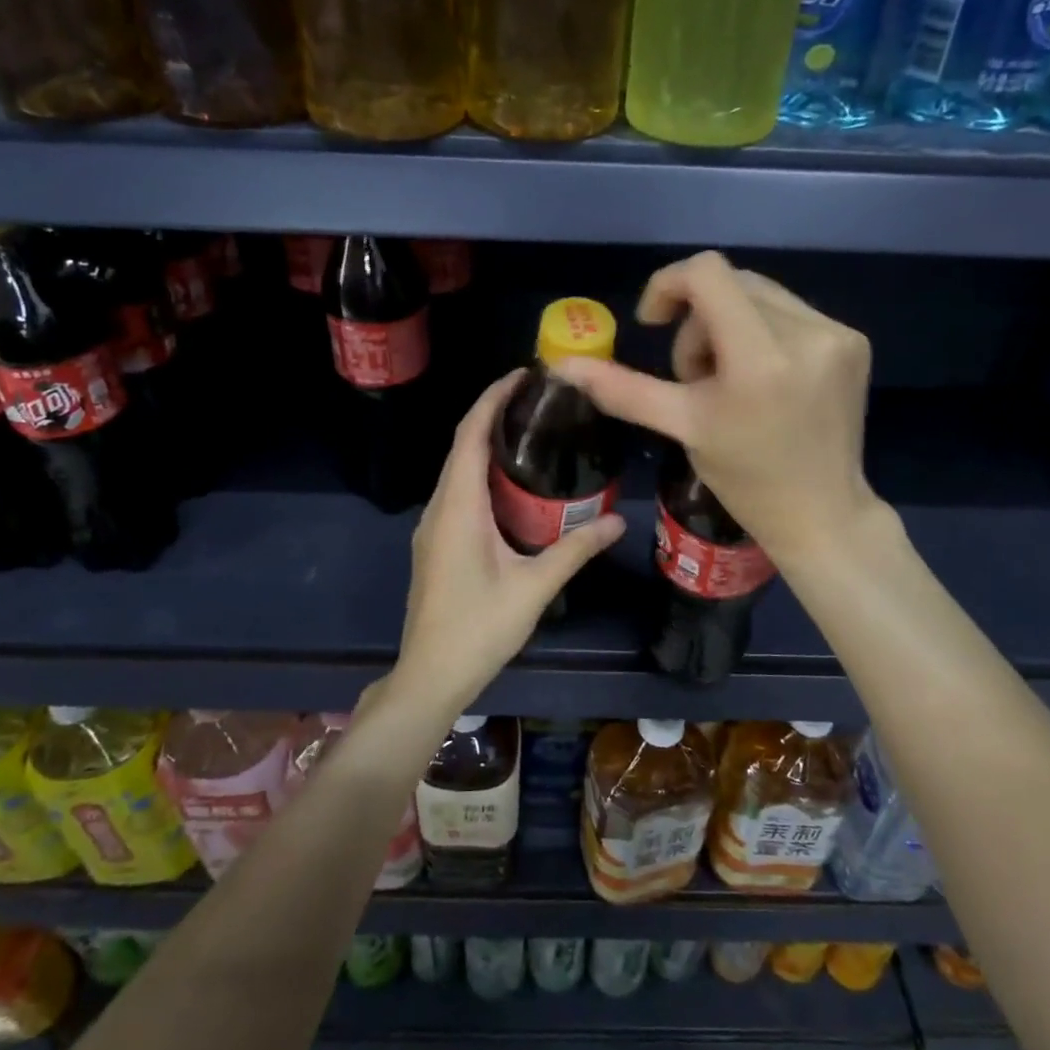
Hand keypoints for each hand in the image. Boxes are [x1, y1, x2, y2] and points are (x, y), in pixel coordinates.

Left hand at [389, 372, 626, 723]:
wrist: (430, 674)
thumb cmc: (479, 629)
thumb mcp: (534, 588)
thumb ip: (575, 549)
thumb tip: (620, 522)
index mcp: (458, 507)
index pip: (470, 435)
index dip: (492, 398)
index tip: (523, 375)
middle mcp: (439, 507)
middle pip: (461, 445)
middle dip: (493, 413)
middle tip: (539, 399)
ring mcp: (433, 526)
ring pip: (457, 469)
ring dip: (487, 443)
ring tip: (531, 431)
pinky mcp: (436, 543)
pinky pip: (457, 491)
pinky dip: (481, 472)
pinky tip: (512, 483)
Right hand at [556, 251, 881, 564]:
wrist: (821, 513)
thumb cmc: (745, 478)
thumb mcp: (682, 427)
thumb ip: (623, 390)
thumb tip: (564, 366)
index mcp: (760, 358)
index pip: (707, 274)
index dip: (668, 285)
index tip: (655, 322)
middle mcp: (807, 333)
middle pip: (731, 283)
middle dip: (699, 320)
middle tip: (696, 376)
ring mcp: (837, 335)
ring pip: (761, 295)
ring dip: (730, 325)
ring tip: (730, 381)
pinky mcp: (854, 341)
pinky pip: (791, 312)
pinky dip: (763, 333)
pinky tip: (764, 379)